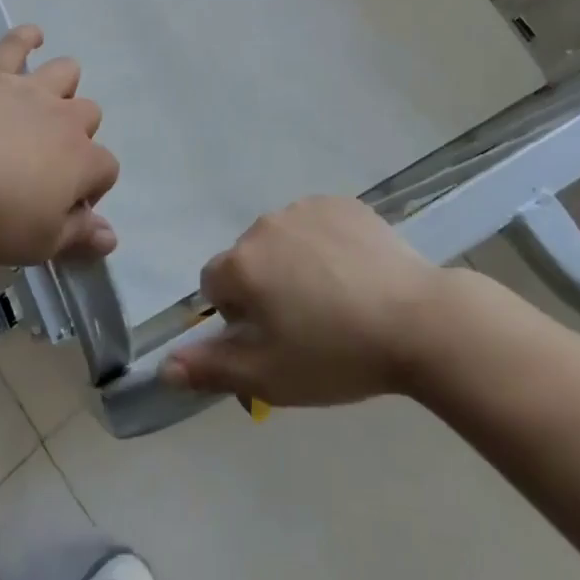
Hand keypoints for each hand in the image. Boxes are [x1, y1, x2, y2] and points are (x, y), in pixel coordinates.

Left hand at [0, 26, 119, 266]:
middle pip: (90, 116)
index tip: (64, 210)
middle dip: (78, 137)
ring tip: (46, 105)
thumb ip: (78, 237)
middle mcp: (66, 117)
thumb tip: (111, 237)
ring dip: (63, 86)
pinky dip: (26, 38)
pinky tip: (33, 37)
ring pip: (67, 73)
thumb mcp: (38, 242)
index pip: (107, 170)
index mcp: (82, 159)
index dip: (92, 191)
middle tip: (47, 164)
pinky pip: (17, 44)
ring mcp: (31, 90)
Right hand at [159, 196, 455, 406]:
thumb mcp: (269, 377)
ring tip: (336, 299)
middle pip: (249, 259)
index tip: (272, 338)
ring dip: (294, 263)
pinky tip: (355, 274)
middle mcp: (265, 225)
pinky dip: (325, 244)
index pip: (214, 285)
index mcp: (242, 264)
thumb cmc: (336, 354)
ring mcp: (305, 207)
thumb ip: (211, 368)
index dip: (237, 315)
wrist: (417, 320)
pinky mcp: (341, 202)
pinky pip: (317, 224)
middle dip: (265, 287)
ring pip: (283, 239)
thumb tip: (163, 366)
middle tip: (306, 325)